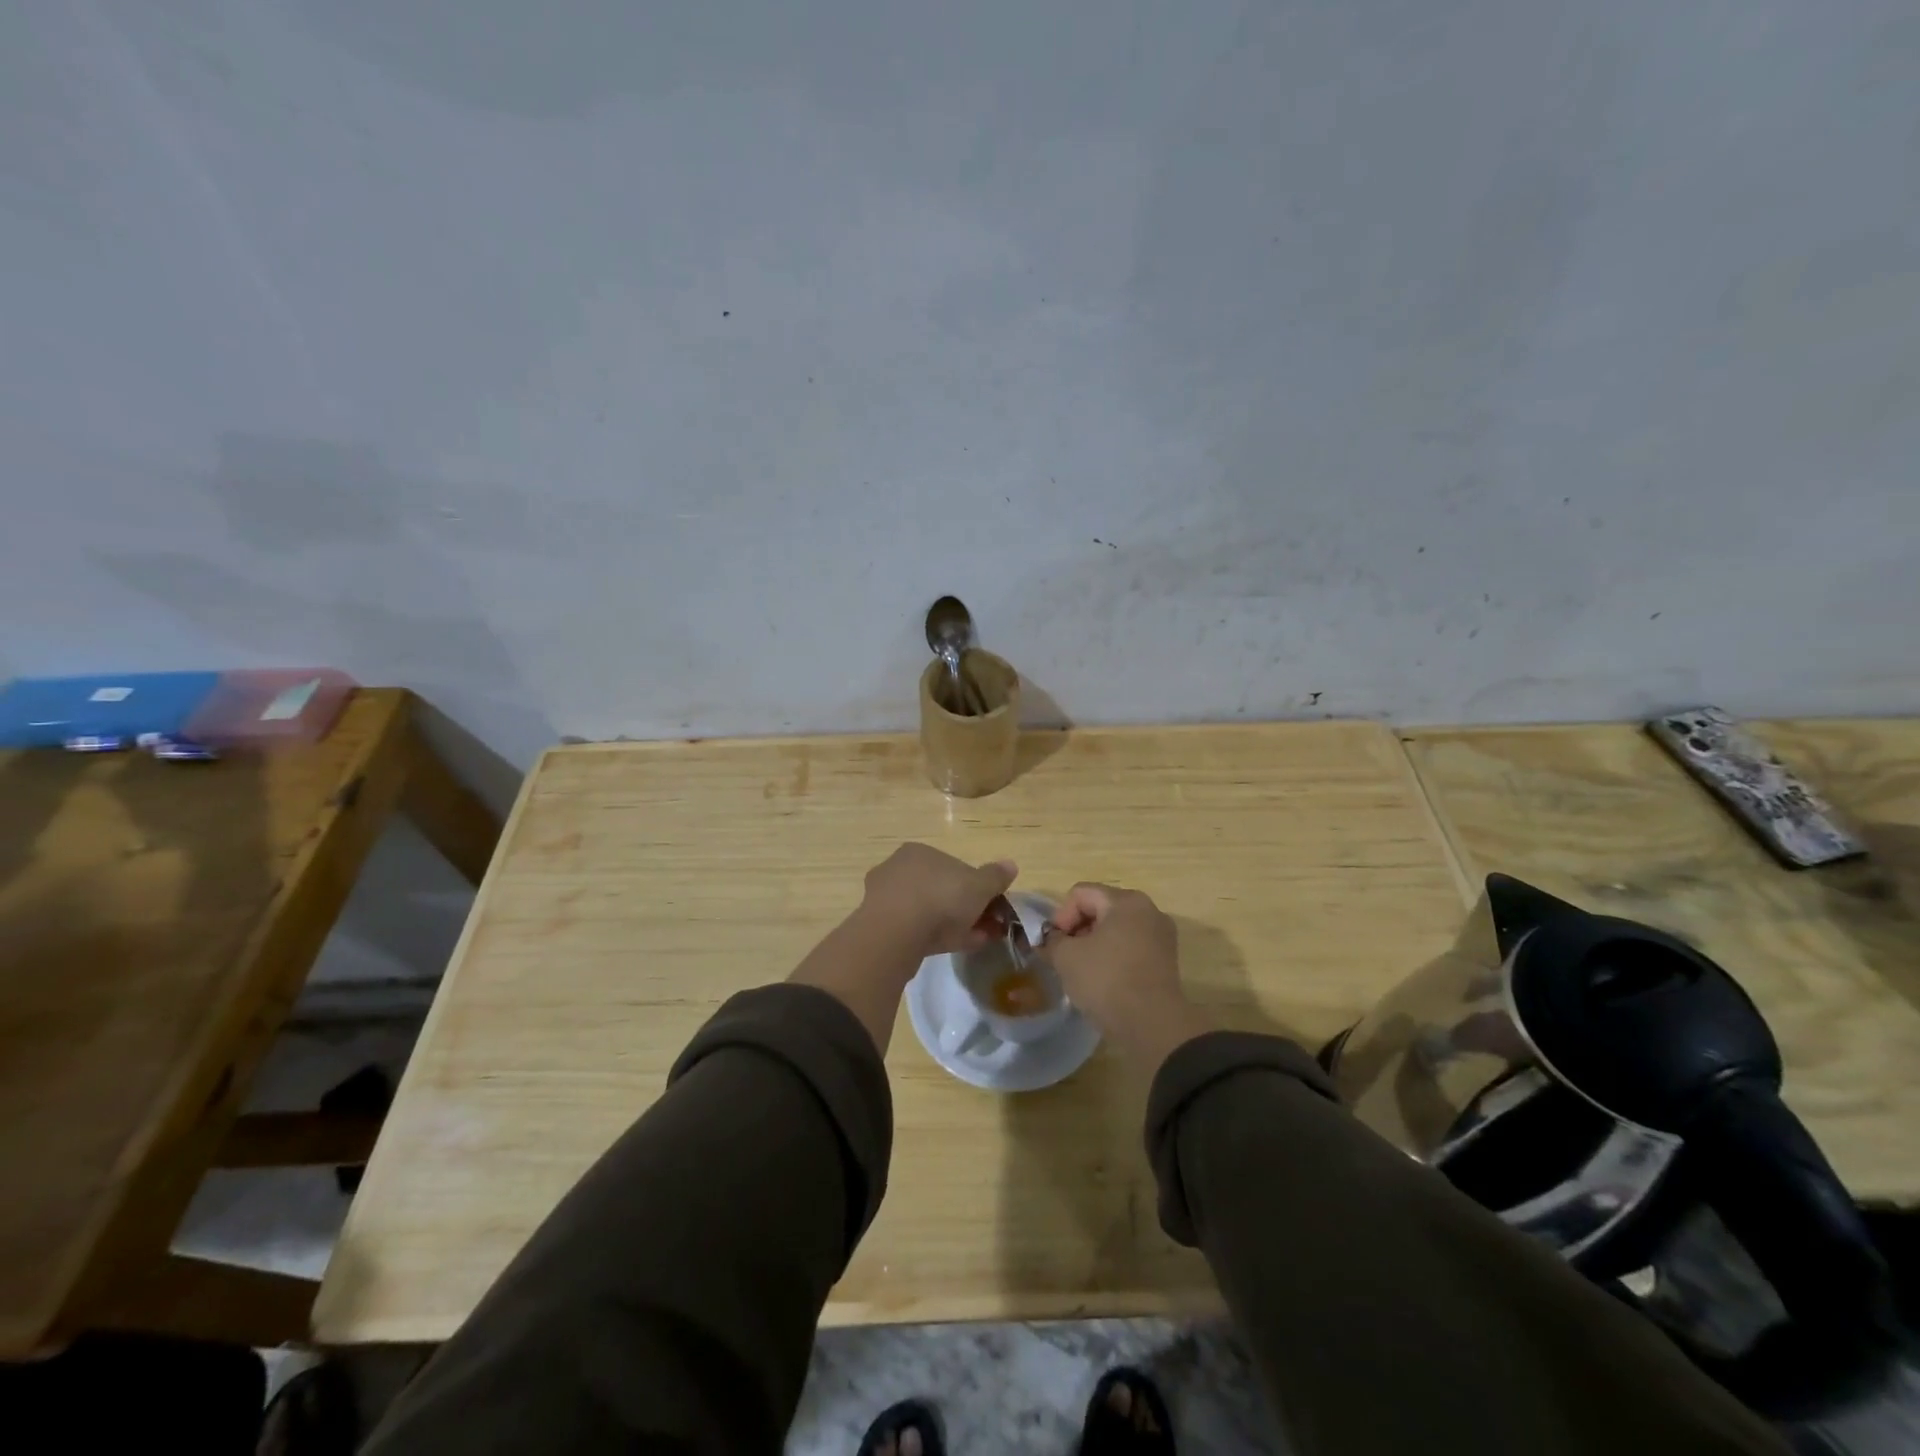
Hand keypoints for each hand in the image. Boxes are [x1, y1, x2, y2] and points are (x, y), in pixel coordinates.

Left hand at [860, 843, 1016, 958]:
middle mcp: (898, 868)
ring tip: (974, 941)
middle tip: (985, 928)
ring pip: (927, 910)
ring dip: (952, 924)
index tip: (990, 907)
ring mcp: (884, 897)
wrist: (896, 934)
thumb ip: (995, 876)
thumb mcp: (979, 886)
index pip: (953, 867)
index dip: (975, 888)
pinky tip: (953, 948)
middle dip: (964, 909)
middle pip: (940, 889)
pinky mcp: (877, 924)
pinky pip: (913, 927)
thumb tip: (1011, 865)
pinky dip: (934, 936)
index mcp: (920, 851)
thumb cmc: (941, 898)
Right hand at [1046, 883, 1214, 1070]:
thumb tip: (1050, 940)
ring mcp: (1161, 936)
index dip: (1060, 917)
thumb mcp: (1066, 957)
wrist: (1153, 1025)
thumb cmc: (1107, 980)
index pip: (1080, 894)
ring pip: (1116, 930)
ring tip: (1081, 972)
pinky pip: (1131, 948)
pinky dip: (1113, 958)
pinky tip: (1103, 982)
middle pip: (1100, 909)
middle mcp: (1148, 910)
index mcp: (1125, 900)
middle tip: (1063, 957)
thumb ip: (1052, 941)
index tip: (1054, 945)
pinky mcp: (1166, 961)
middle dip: (1077, 931)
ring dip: (1094, 945)